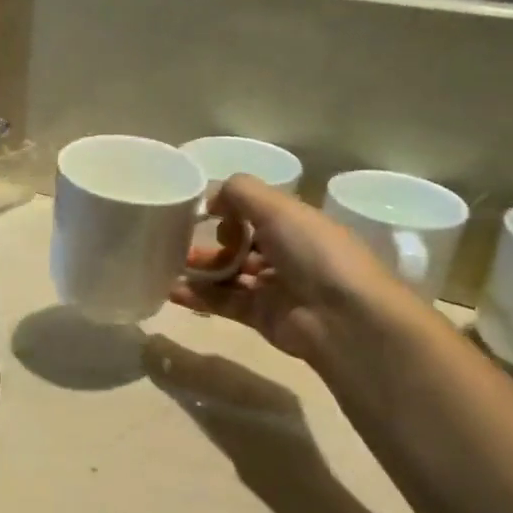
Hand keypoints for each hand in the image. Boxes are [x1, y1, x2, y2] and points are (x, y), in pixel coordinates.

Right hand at [171, 175, 414, 370]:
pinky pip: (224, 303)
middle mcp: (287, 254)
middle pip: (241, 244)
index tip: (204, 213)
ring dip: (201, 270)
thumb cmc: (314, 253)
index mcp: (297, 224)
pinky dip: (199, 296)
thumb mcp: (278, 208)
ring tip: (168, 266)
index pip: (258, 212)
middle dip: (212, 242)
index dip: (231, 211)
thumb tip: (211, 201)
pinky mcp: (261, 317)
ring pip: (229, 275)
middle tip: (178, 242)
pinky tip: (173, 291)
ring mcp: (274, 287)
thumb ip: (240, 193)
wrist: (343, 319)